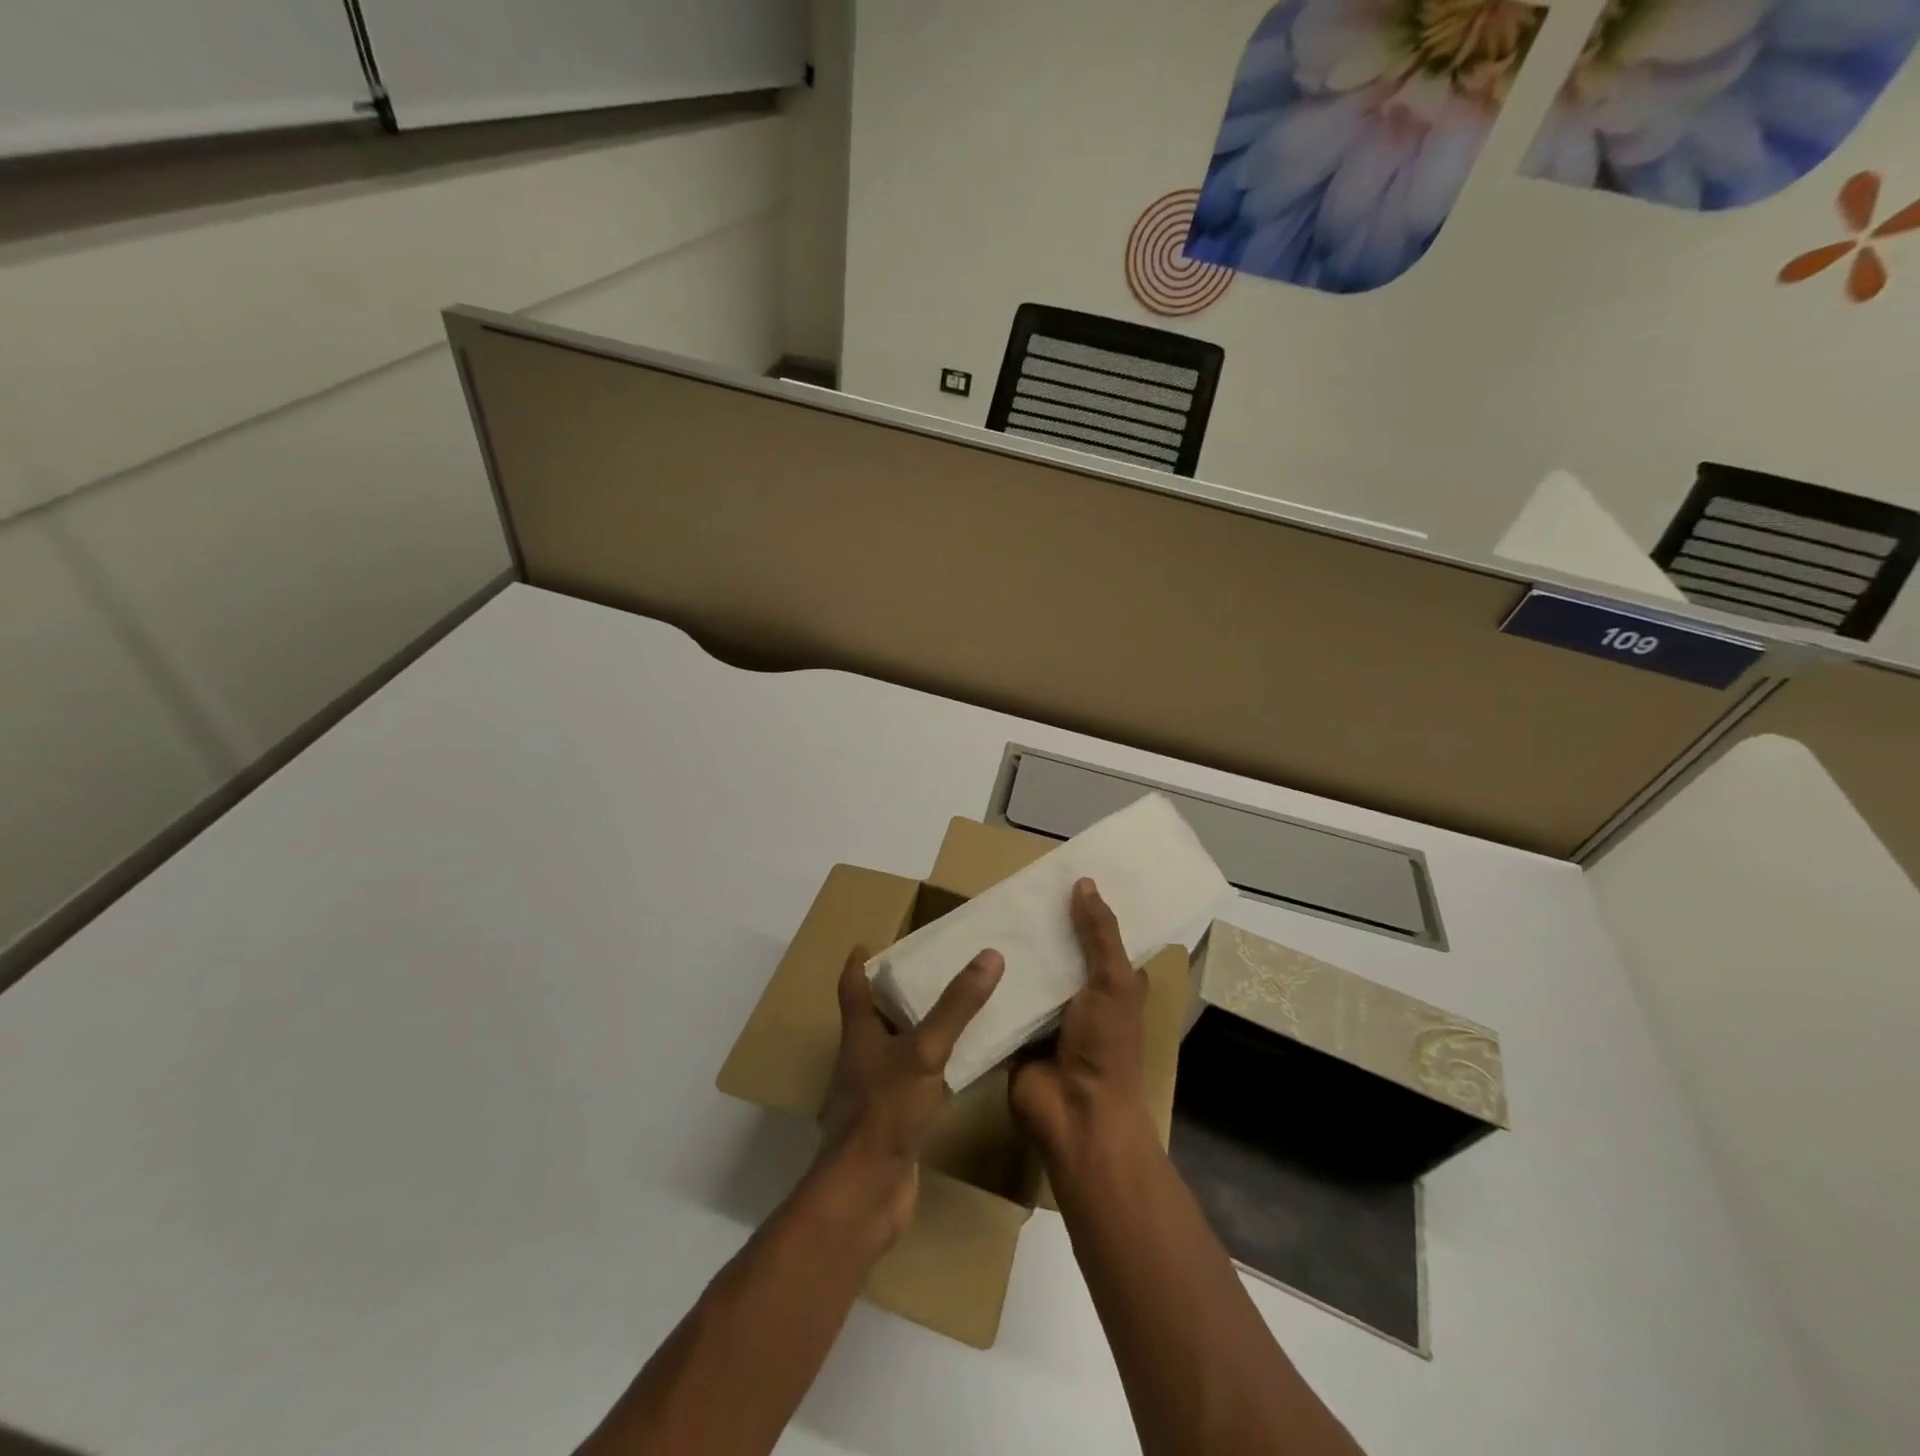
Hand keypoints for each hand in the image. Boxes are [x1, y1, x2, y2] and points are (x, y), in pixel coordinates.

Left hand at [814, 943, 1003, 1239]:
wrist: (867, 1192)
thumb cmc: (886, 1110)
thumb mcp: (925, 1050)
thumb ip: (956, 1006)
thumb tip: (990, 956)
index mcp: (859, 1033)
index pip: (853, 986)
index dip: (860, 962)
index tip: (872, 942)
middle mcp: (862, 1058)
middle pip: (875, 1015)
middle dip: (900, 992)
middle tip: (935, 970)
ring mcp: (876, 1092)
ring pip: (898, 1050)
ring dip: (920, 1030)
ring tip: (956, 1012)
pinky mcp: (894, 1121)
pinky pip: (916, 1083)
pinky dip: (934, 1069)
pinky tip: (961, 1067)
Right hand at [1010, 879, 1154, 1165]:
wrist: (1076, 1114)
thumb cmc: (1106, 1046)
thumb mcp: (1112, 982)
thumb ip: (1099, 934)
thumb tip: (1084, 883)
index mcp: (1111, 984)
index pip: (1099, 936)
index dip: (1085, 908)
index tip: (1060, 873)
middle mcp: (1080, 996)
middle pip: (1058, 950)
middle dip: (1040, 924)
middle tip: (1010, 885)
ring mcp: (1046, 1015)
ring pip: (1028, 972)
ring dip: (1011, 950)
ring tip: (983, 909)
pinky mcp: (1016, 1031)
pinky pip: (1001, 998)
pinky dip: (988, 980)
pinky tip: (965, 949)